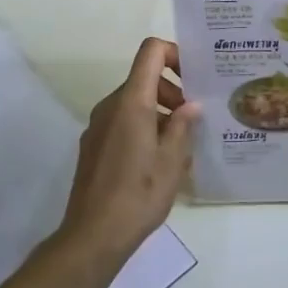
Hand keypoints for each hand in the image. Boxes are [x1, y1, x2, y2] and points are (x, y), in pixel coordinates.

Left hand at [59, 37, 200, 261]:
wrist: (93, 235)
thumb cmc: (139, 194)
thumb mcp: (173, 161)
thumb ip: (184, 126)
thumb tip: (191, 106)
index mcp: (132, 102)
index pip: (150, 52)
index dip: (174, 53)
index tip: (194, 77)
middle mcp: (111, 106)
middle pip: (144, 78)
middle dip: (173, 91)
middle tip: (194, 121)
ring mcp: (98, 125)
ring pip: (134, 102)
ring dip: (160, 112)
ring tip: (181, 146)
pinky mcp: (93, 145)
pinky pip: (122, 122)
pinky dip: (143, 127)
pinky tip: (157, 161)